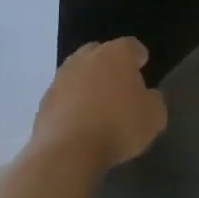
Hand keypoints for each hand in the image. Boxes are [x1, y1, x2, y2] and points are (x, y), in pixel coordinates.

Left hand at [32, 38, 166, 170]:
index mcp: (116, 54)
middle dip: (109, 64)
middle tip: (119, 84)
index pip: (131, 46)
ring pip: (78, 73)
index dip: (138, 57)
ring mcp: (61, 78)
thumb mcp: (154, 117)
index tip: (143, 68)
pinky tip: (81, 122)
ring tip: (98, 105)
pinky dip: (72, 103)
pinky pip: (64, 96)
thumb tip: (147, 96)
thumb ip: (153, 100)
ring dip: (88, 83)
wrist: (68, 151)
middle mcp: (86, 58)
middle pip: (99, 52)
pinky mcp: (44, 101)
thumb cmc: (119, 126)